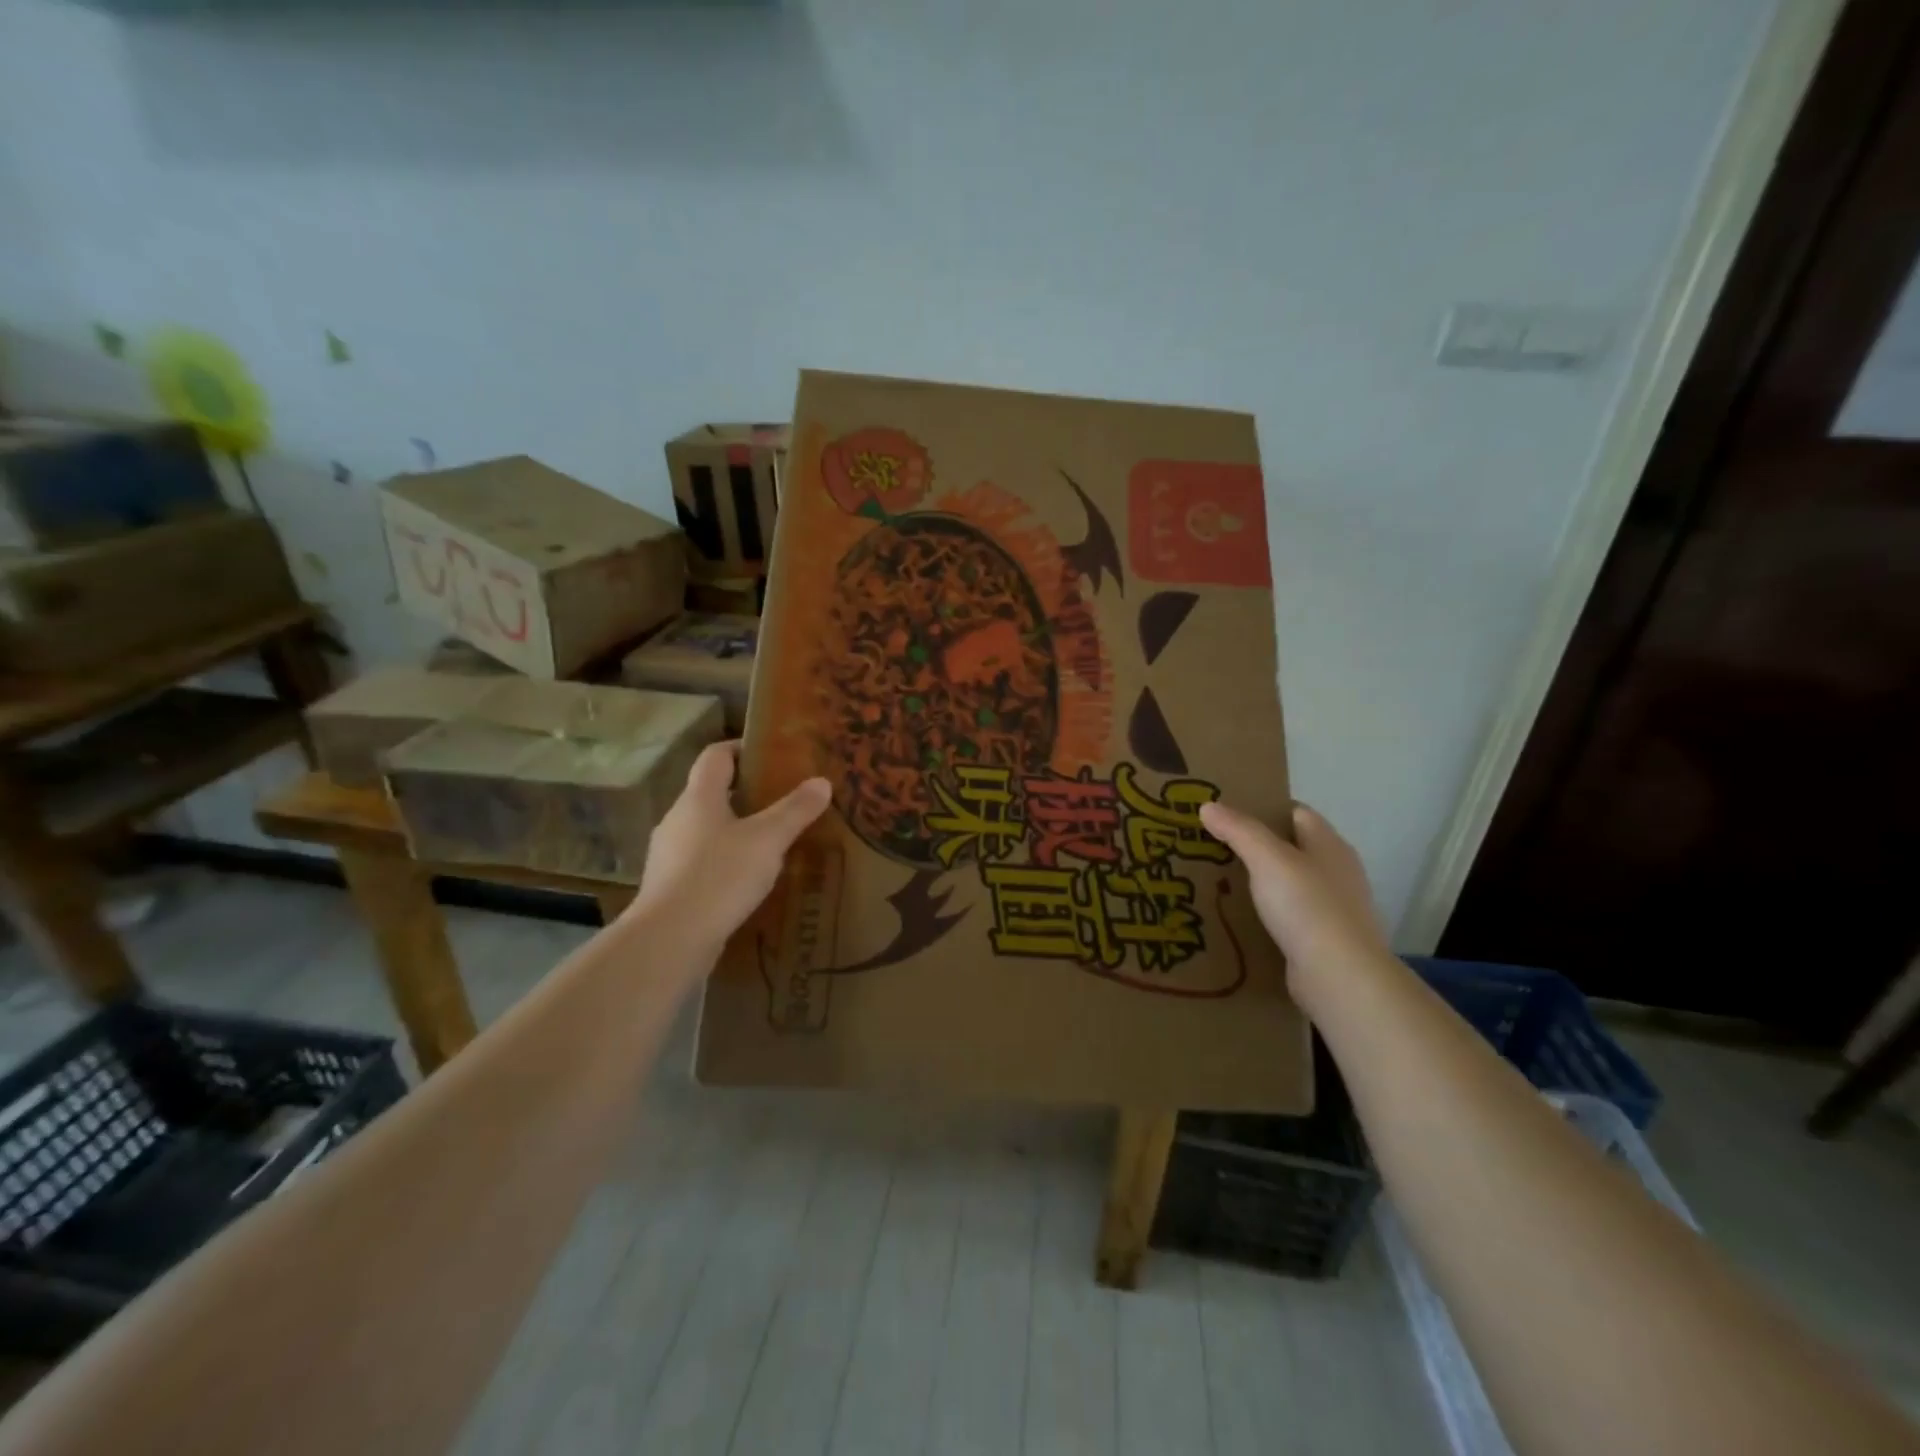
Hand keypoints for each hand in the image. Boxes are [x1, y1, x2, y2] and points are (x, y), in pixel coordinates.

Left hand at [631, 742, 831, 958]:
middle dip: (746, 793)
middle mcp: (678, 819)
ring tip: (773, 842)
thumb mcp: (768, 840)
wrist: (669, 940)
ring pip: (707, 830)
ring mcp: (669, 855)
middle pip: (712, 793)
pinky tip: (750, 880)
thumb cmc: (719, 877)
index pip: (715, 756)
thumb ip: (795, 810)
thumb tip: (821, 781)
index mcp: (698, 798)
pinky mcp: (670, 887)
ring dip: (736, 830)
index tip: (771, 754)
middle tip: (784, 800)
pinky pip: (702, 862)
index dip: (741, 748)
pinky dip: (726, 862)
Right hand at [1198, 800, 1390, 989]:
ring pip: (1290, 884)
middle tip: (1215, 847)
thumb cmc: (1307, 906)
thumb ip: (1238, 830)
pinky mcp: (1324, 940)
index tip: (1227, 814)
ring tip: (1221, 882)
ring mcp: (1334, 908)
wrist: (1339, 976)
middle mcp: (1337, 872)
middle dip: (1257, 847)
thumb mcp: (1267, 859)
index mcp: (1330, 845)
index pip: (1296, 813)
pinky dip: (1268, 914)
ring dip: (1261, 883)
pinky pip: (1290, 917)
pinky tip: (1241, 919)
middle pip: (1293, 848)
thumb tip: (1208, 805)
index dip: (1264, 809)